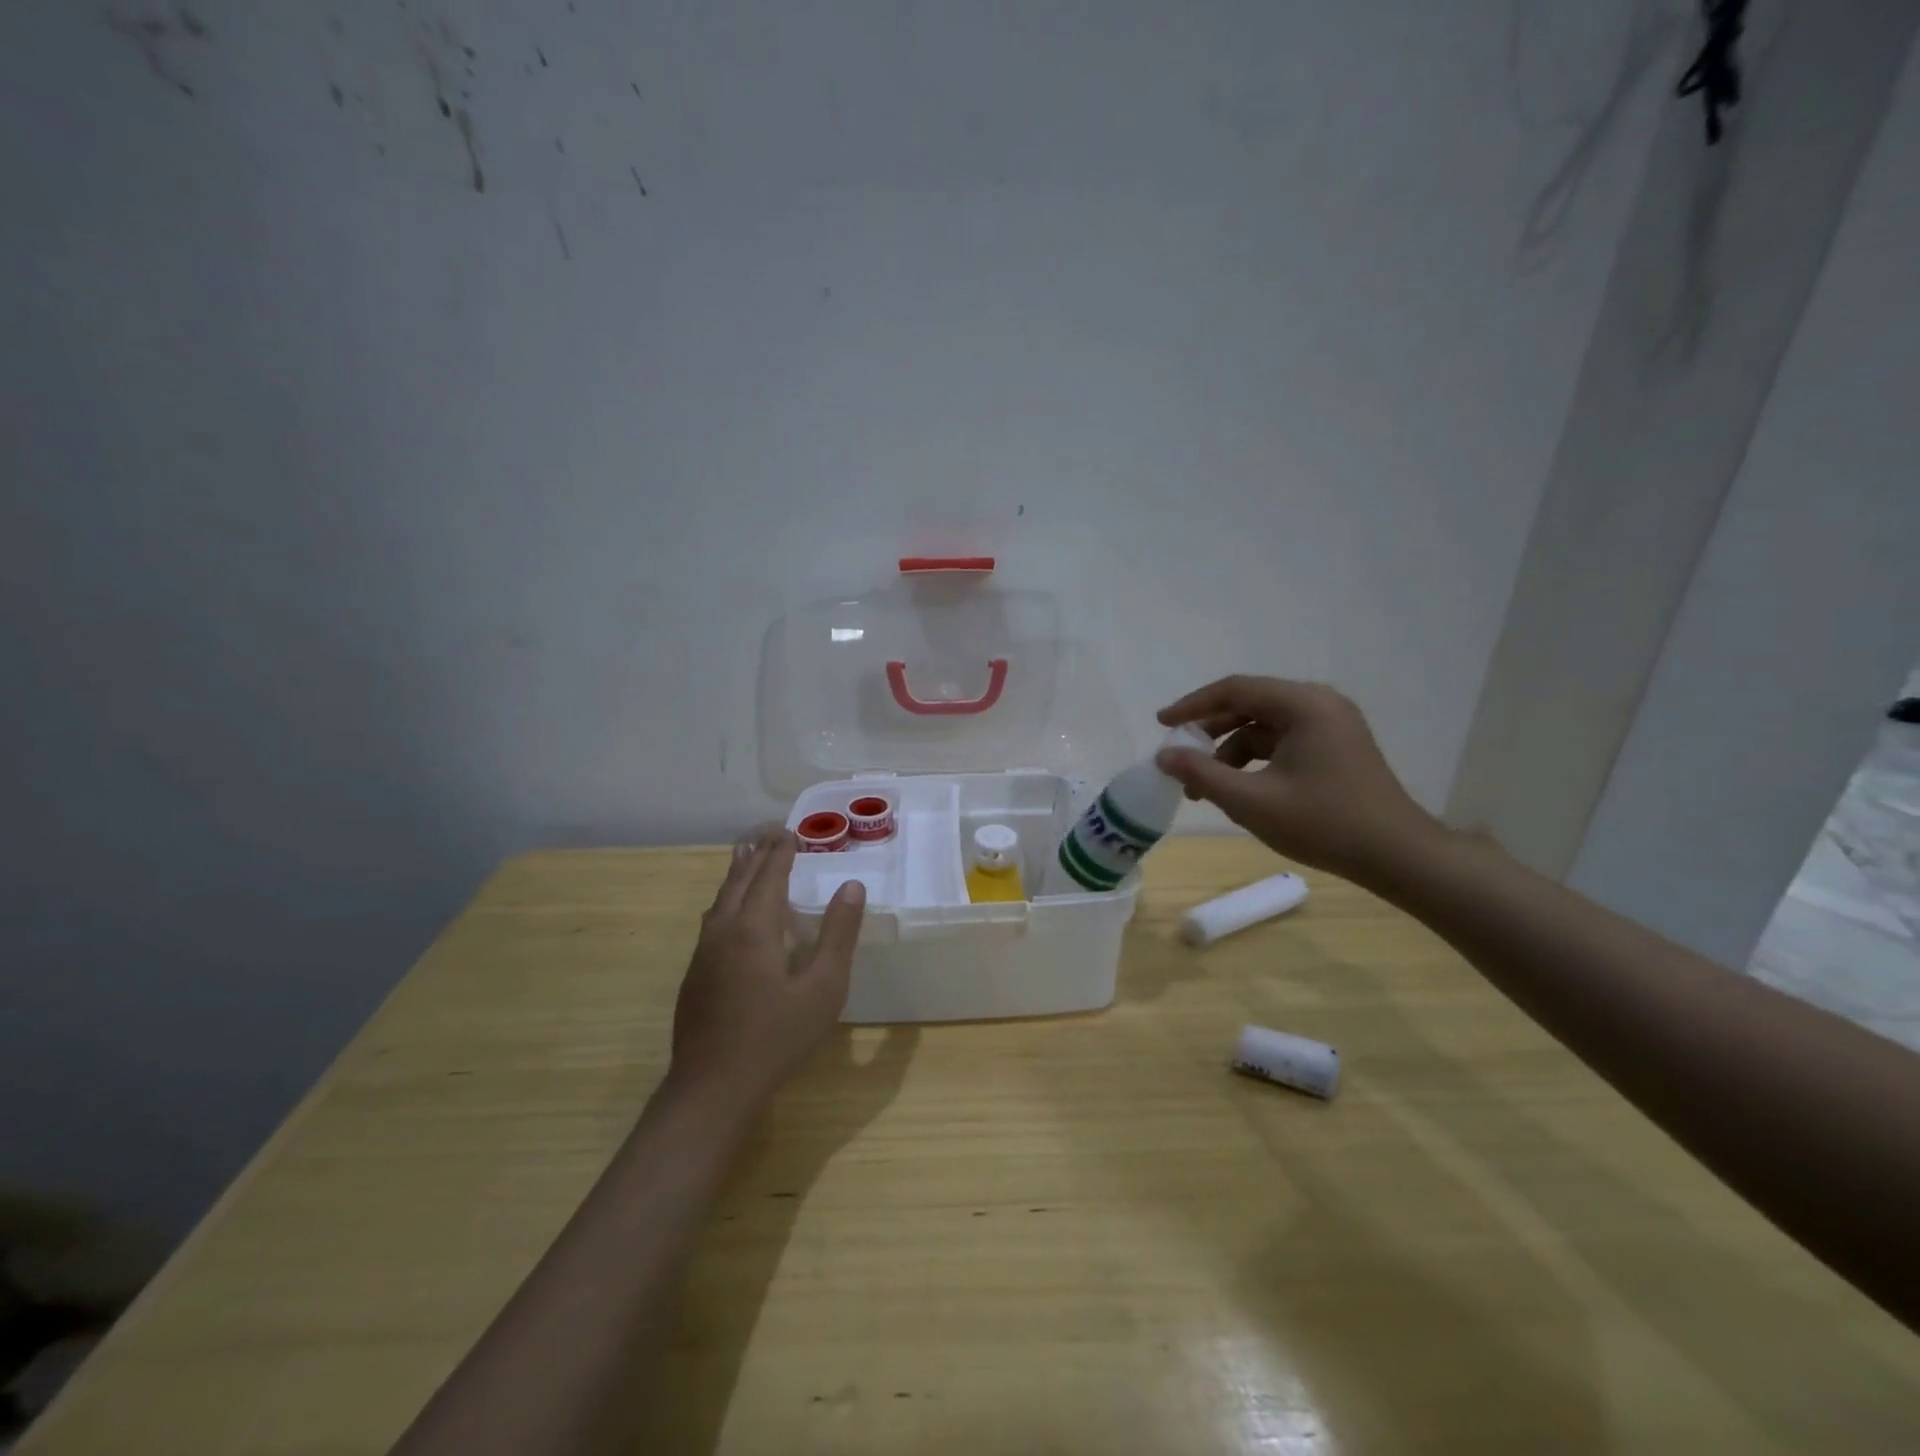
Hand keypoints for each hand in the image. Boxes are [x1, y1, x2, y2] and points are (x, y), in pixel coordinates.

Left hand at [669, 831, 865, 1109]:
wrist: (712, 1087)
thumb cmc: (776, 1036)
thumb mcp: (823, 987)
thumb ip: (838, 935)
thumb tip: (852, 887)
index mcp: (755, 928)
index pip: (770, 876)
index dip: (781, 853)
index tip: (790, 832)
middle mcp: (724, 931)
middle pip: (739, 881)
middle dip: (756, 855)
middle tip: (768, 832)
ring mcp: (704, 954)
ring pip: (720, 901)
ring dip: (736, 874)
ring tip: (744, 857)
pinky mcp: (695, 976)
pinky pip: (712, 921)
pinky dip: (726, 901)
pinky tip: (728, 914)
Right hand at [1155, 675, 1447, 884]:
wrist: (1398, 856)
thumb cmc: (1323, 823)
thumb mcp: (1251, 801)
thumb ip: (1202, 774)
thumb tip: (1164, 756)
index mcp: (1303, 704)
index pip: (1234, 689)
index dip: (1192, 706)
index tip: (1161, 724)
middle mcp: (1319, 703)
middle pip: (1249, 705)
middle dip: (1210, 733)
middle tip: (1180, 758)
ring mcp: (1332, 725)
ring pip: (1265, 727)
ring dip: (1231, 752)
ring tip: (1205, 788)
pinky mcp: (1337, 747)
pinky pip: (1283, 742)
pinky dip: (1255, 760)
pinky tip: (1240, 789)